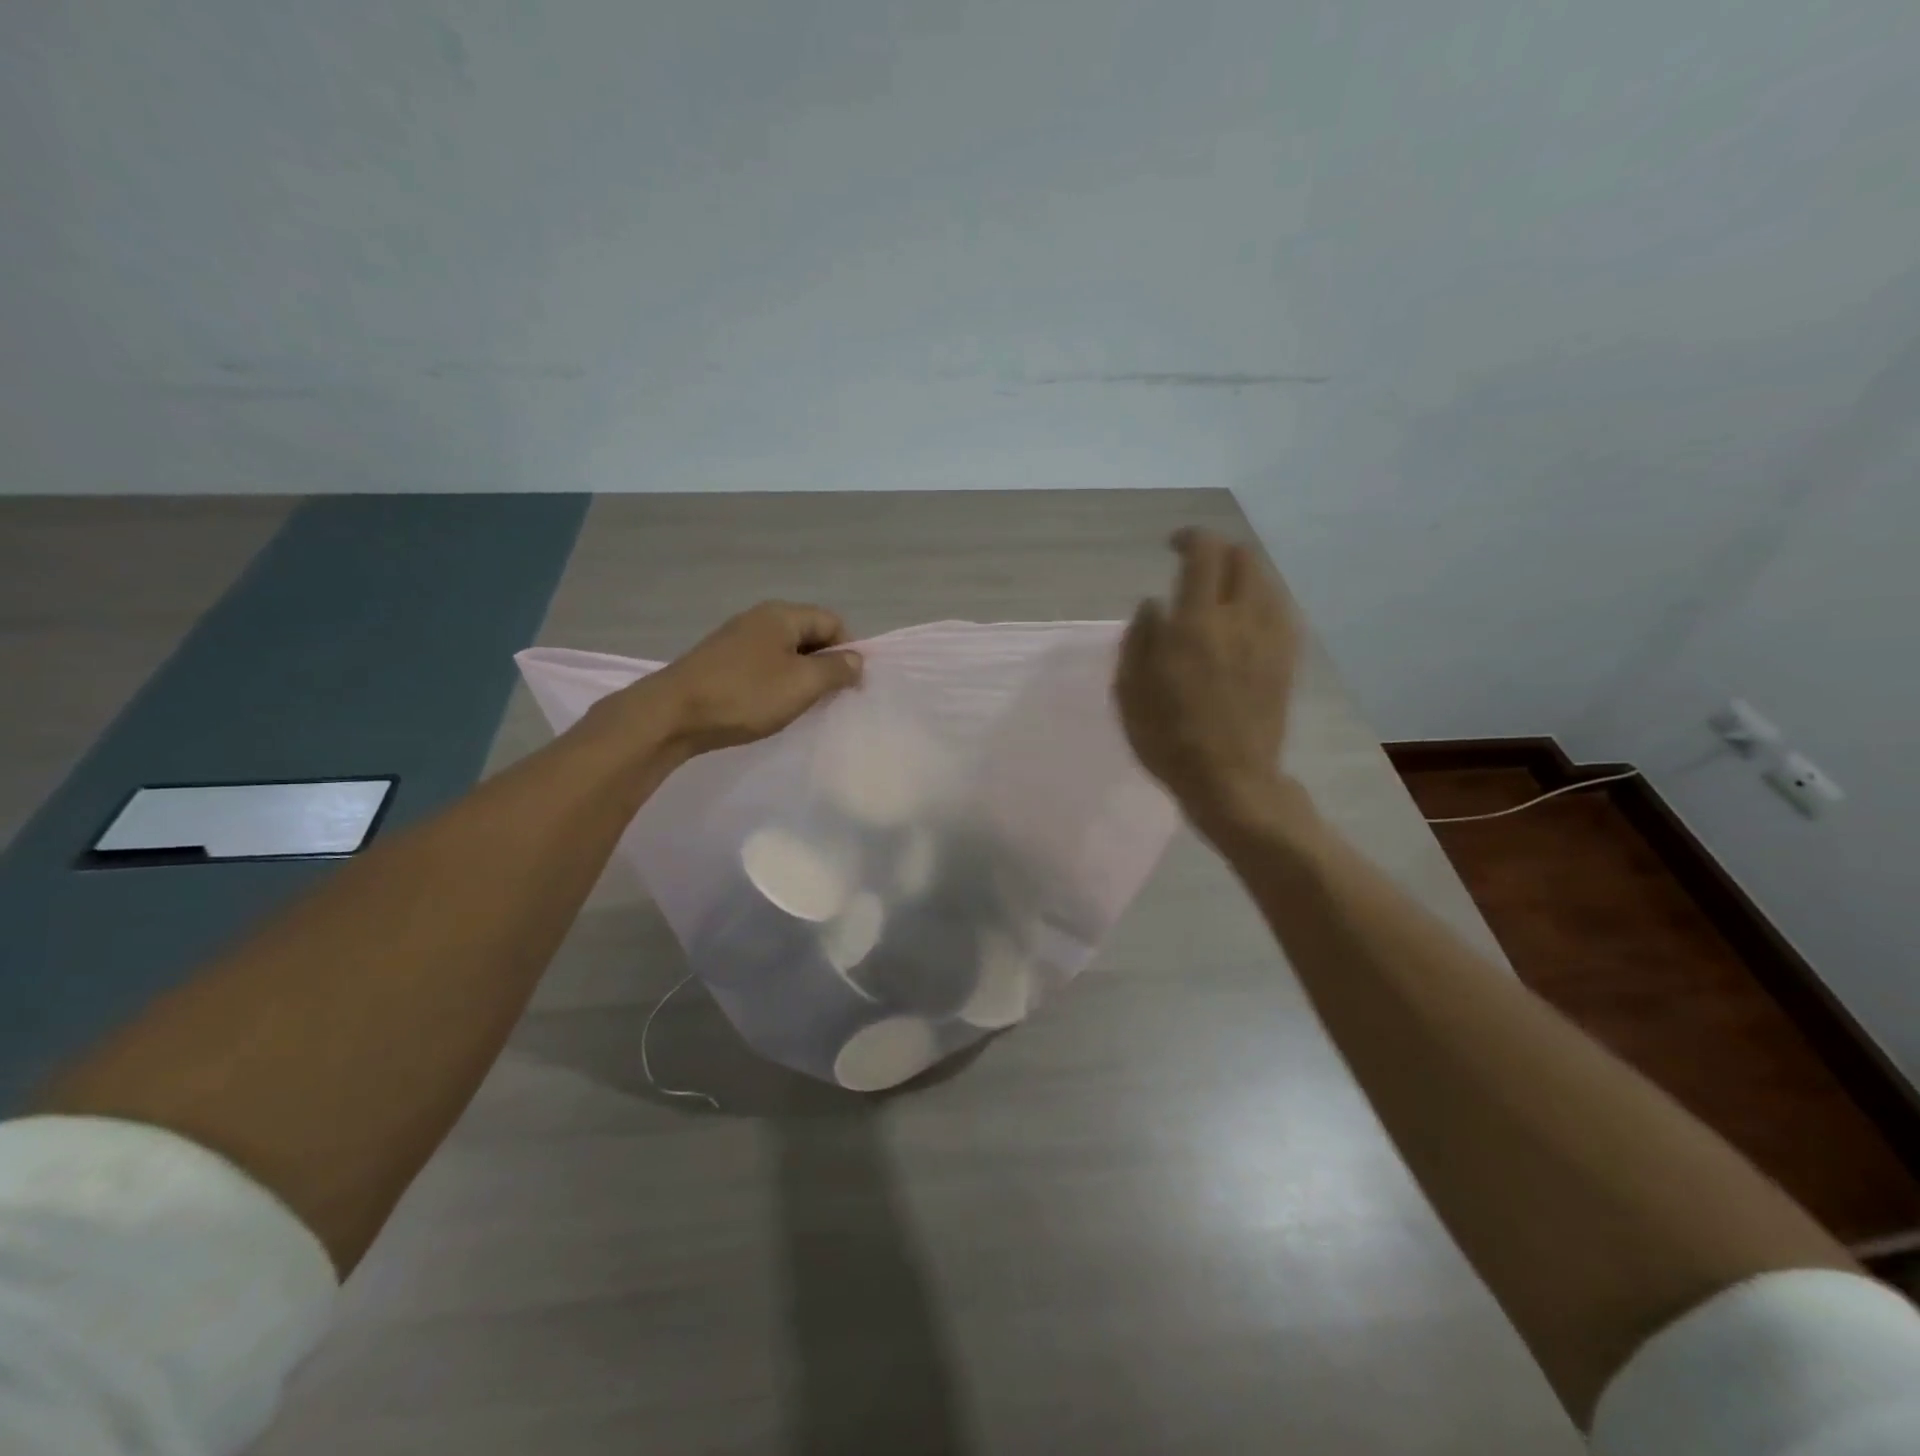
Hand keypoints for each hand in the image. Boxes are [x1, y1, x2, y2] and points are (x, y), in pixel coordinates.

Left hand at [609, 601, 862, 755]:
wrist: (673, 715)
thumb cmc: (746, 695)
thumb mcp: (802, 684)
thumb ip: (836, 670)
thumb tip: (856, 660)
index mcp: (782, 615)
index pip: (833, 621)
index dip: (849, 650)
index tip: (851, 685)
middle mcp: (760, 619)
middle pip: (809, 634)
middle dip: (826, 664)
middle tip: (830, 698)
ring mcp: (737, 639)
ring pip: (786, 652)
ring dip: (801, 676)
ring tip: (803, 705)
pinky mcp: (721, 662)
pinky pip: (763, 665)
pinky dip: (776, 683)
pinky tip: (772, 706)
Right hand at [1113, 529, 1300, 819]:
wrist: (1230, 779)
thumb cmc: (1168, 738)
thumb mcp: (1131, 690)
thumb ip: (1139, 638)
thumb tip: (1153, 604)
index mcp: (1196, 623)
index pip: (1204, 554)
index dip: (1190, 538)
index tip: (1173, 546)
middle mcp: (1240, 619)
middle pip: (1242, 558)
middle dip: (1218, 551)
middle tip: (1195, 566)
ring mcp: (1270, 637)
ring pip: (1265, 581)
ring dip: (1240, 574)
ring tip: (1219, 593)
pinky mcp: (1287, 658)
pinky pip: (1278, 609)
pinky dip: (1259, 600)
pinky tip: (1243, 620)